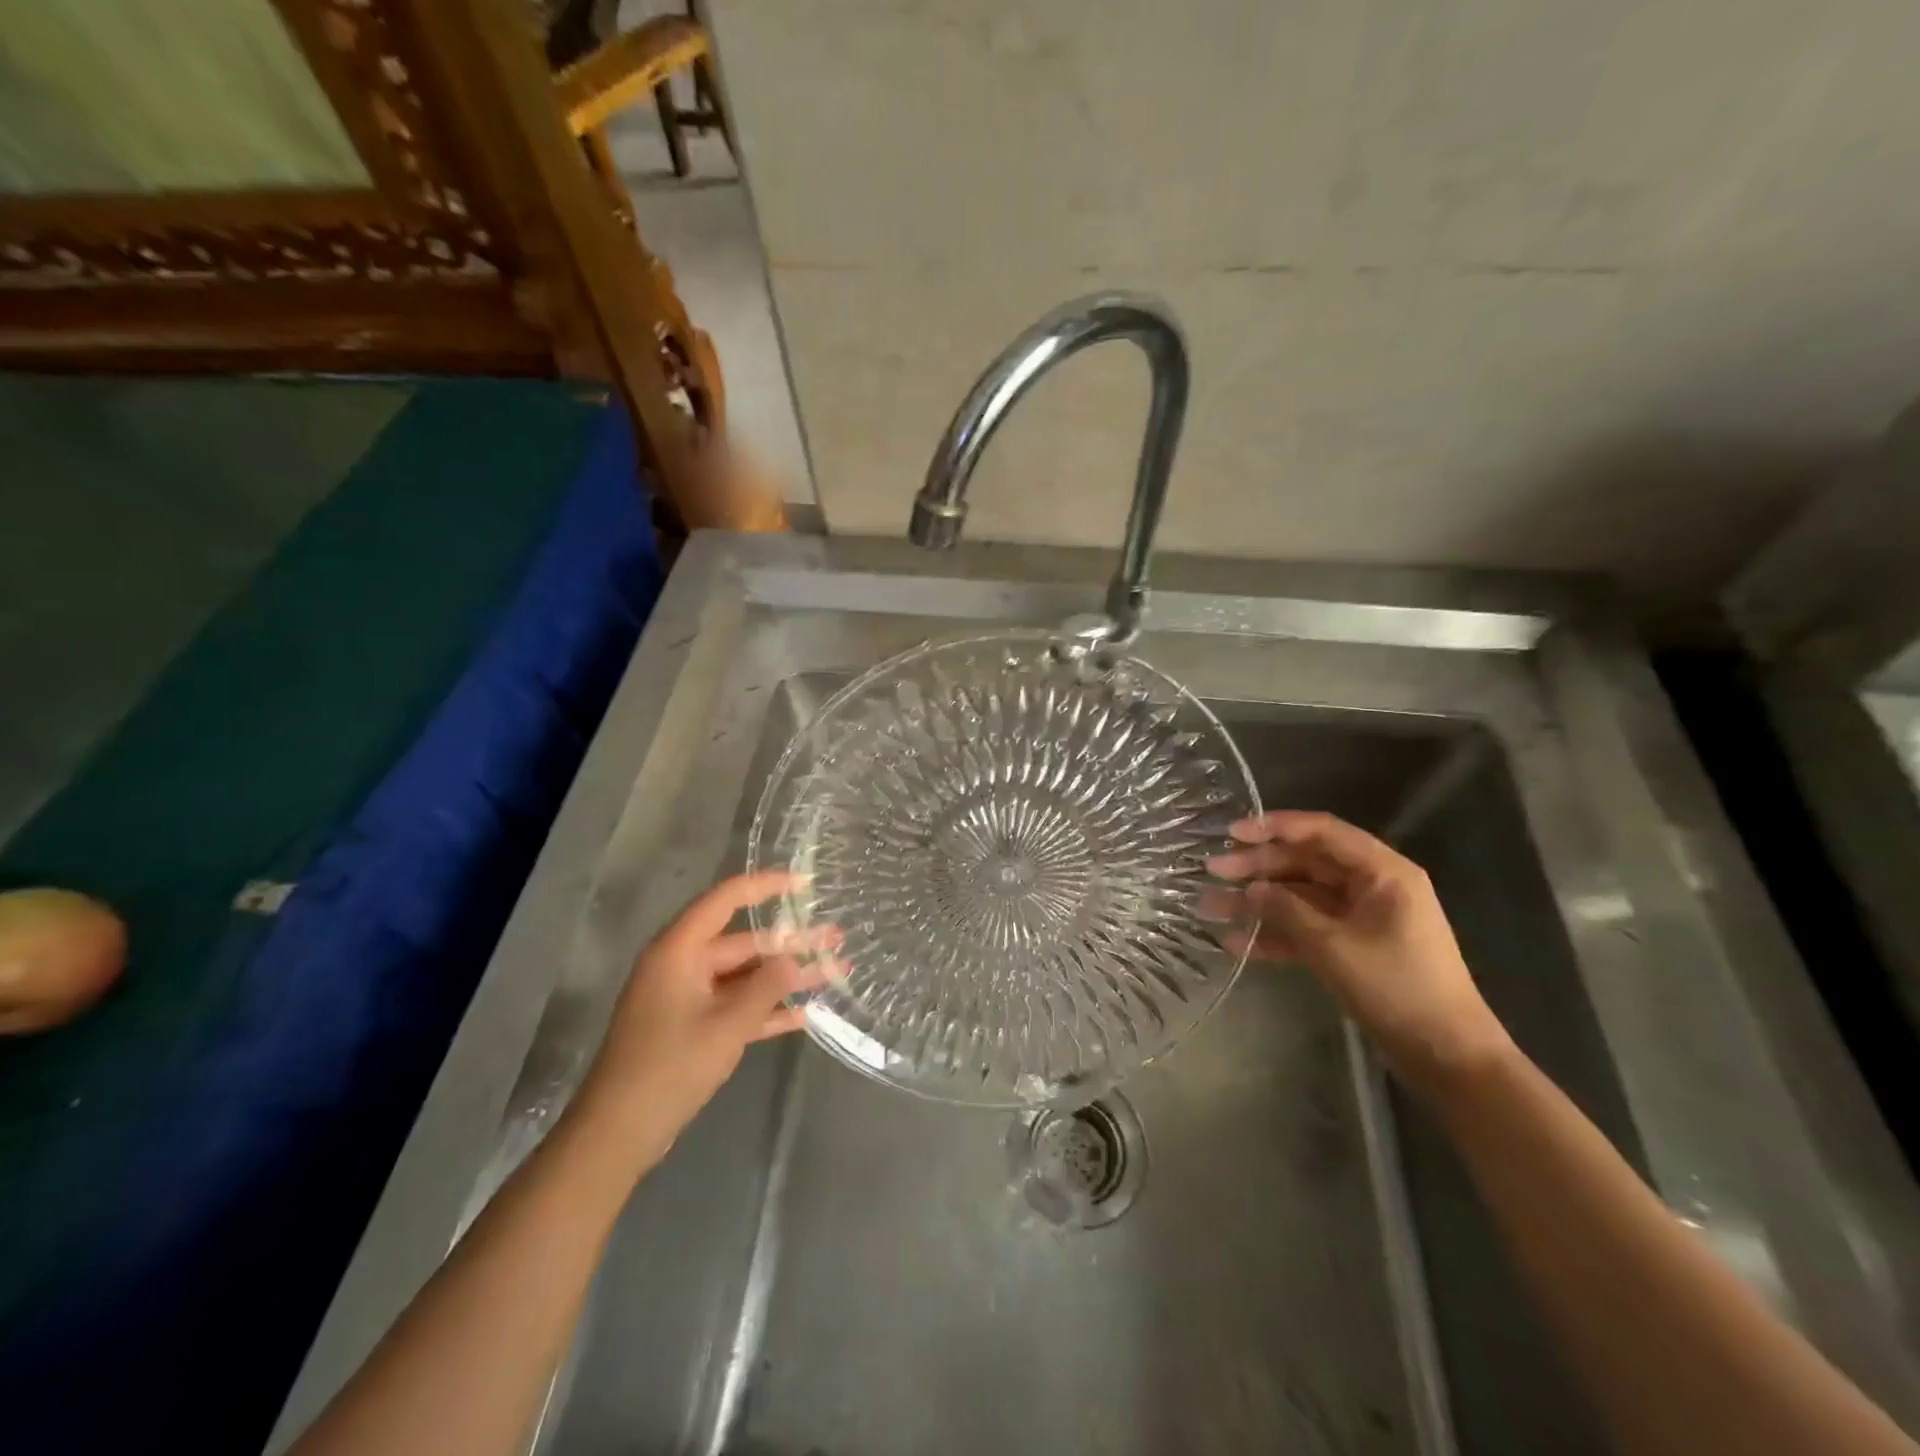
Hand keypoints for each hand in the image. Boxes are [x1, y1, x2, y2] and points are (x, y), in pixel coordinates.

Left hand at [575, 871, 840, 1161]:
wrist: (618, 1133)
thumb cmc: (669, 1068)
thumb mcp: (726, 1026)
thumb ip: (765, 987)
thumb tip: (793, 958)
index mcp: (680, 951)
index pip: (725, 900)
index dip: (766, 886)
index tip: (805, 884)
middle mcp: (683, 965)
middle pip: (745, 943)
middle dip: (792, 943)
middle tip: (836, 938)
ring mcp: (688, 997)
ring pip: (746, 977)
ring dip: (786, 978)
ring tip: (835, 971)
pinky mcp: (692, 1027)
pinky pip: (736, 1006)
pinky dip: (767, 1009)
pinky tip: (805, 1014)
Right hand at [1209, 811, 1512, 1089]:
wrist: (1446, 1055)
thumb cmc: (1397, 987)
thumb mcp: (1333, 945)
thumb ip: (1287, 910)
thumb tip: (1250, 889)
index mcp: (1381, 872)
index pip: (1321, 832)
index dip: (1274, 827)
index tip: (1231, 834)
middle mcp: (1371, 886)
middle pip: (1305, 863)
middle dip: (1257, 867)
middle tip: (1212, 872)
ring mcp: (1361, 918)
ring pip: (1300, 897)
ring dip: (1258, 903)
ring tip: (1210, 908)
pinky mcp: (1352, 947)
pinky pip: (1307, 929)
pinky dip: (1276, 934)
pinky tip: (1237, 944)